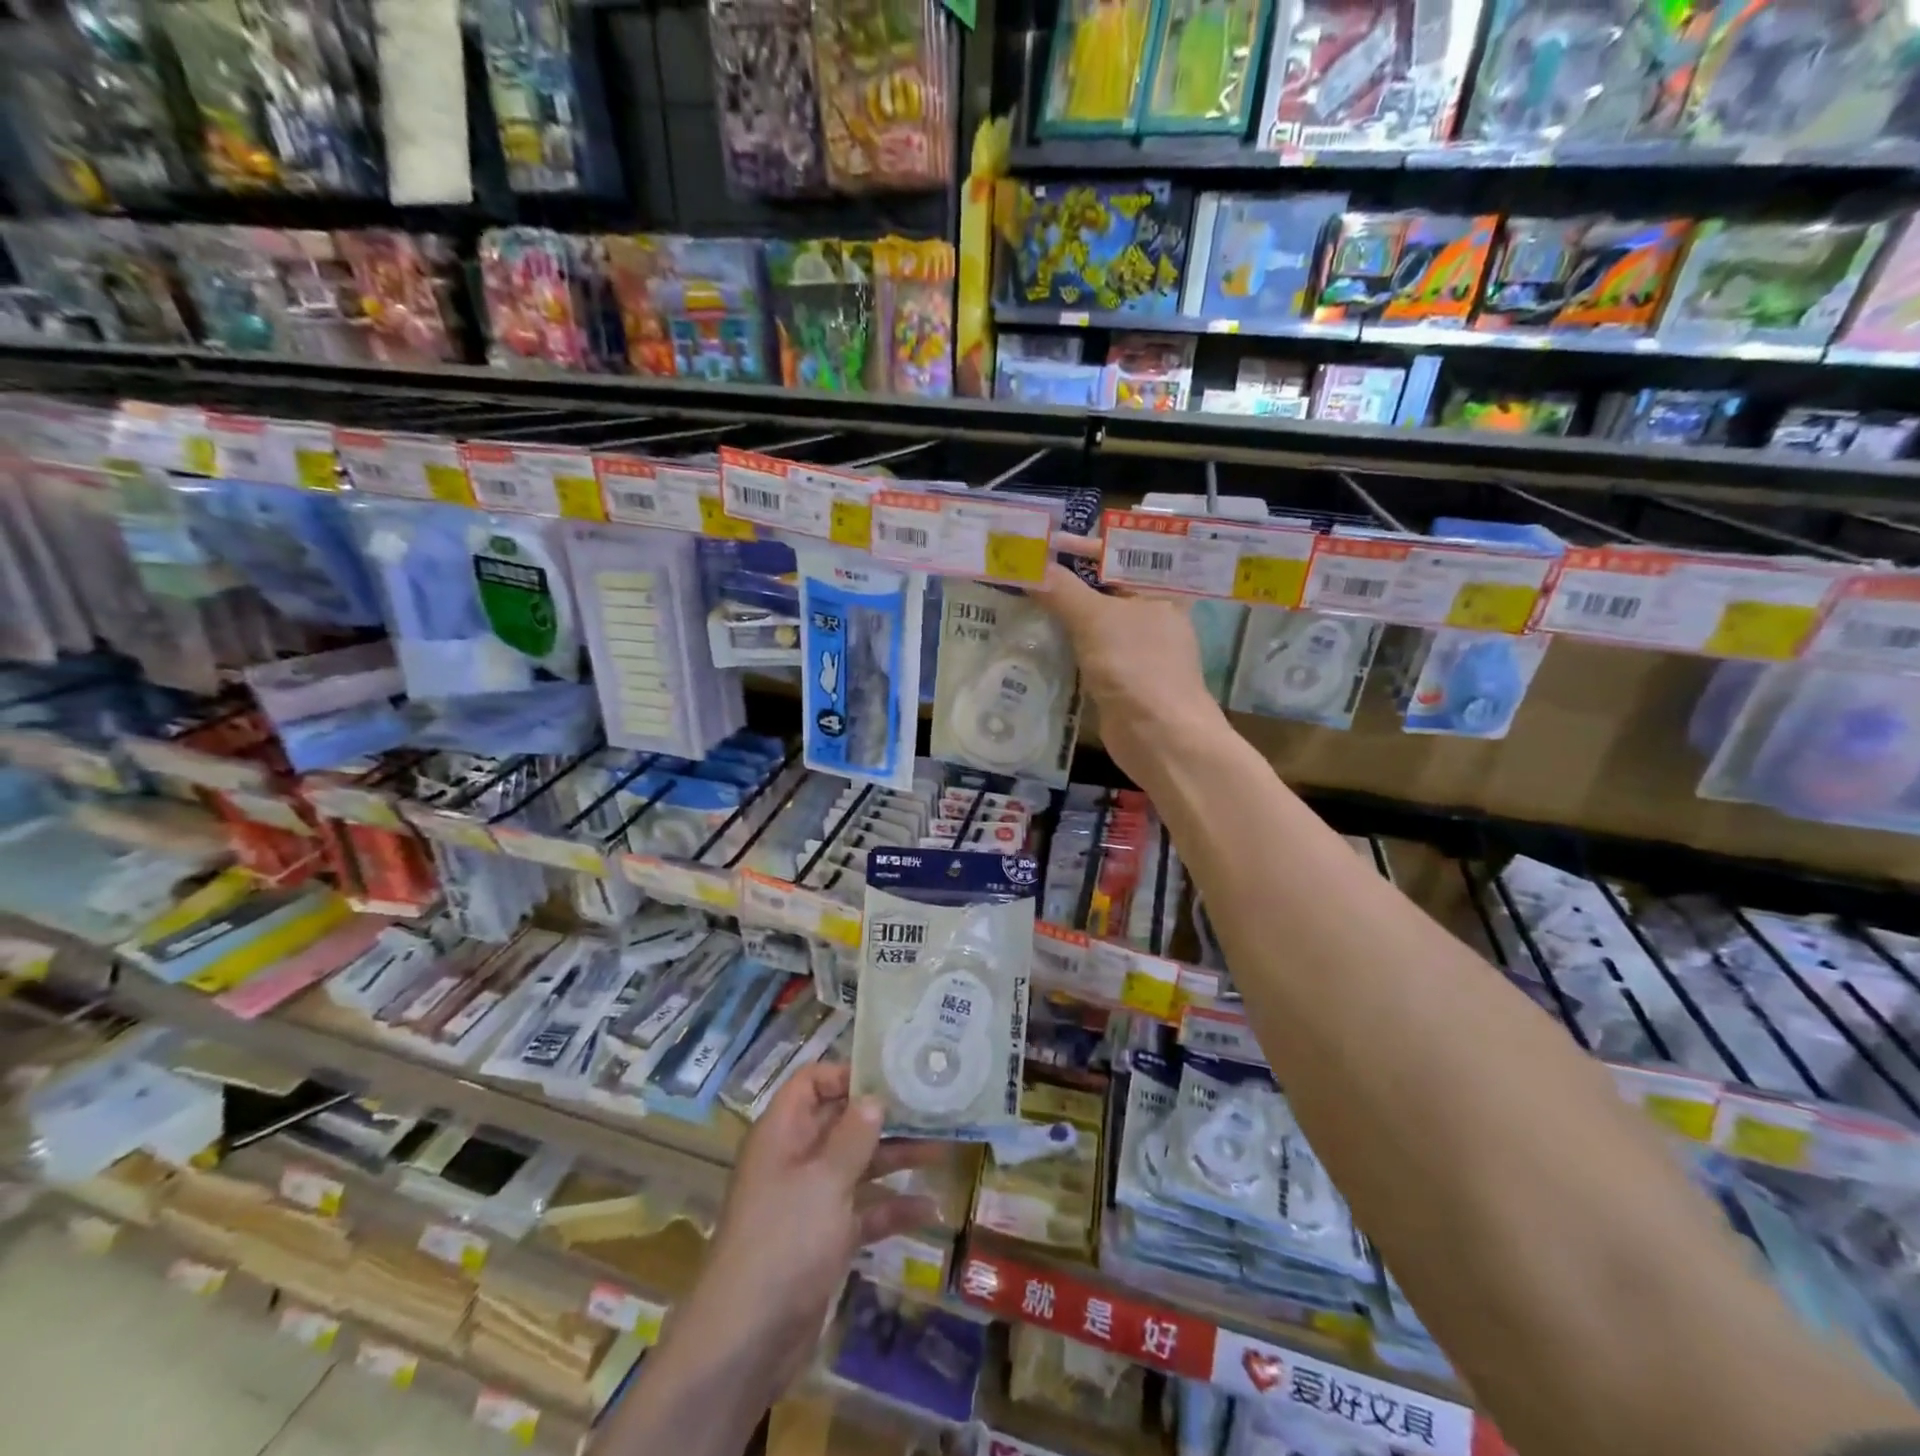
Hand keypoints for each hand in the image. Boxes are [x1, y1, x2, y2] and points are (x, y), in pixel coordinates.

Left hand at [669, 1064, 938, 1398]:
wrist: (747, 1342)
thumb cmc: (784, 1242)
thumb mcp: (824, 1181)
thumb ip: (853, 1136)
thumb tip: (875, 1098)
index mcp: (784, 1133)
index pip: (812, 1082)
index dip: (848, 1074)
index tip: (893, 1075)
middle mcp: (796, 1159)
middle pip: (843, 1122)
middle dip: (885, 1115)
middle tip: (933, 1105)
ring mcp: (811, 1200)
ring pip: (859, 1165)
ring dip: (897, 1157)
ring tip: (943, 1147)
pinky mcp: (826, 1239)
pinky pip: (864, 1211)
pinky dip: (892, 1208)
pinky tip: (930, 1209)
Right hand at [1036, 535, 1225, 786]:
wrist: (1160, 737)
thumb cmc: (1136, 666)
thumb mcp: (1096, 620)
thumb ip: (1061, 590)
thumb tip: (1027, 565)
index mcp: (1158, 588)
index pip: (1118, 553)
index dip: (1081, 545)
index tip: (1043, 543)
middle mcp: (1149, 612)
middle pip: (1102, 585)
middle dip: (1065, 578)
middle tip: (1025, 569)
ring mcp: (1134, 646)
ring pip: (1091, 619)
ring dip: (1060, 612)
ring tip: (1020, 597)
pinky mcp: (1118, 675)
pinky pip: (1086, 649)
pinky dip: (1062, 642)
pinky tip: (1032, 638)